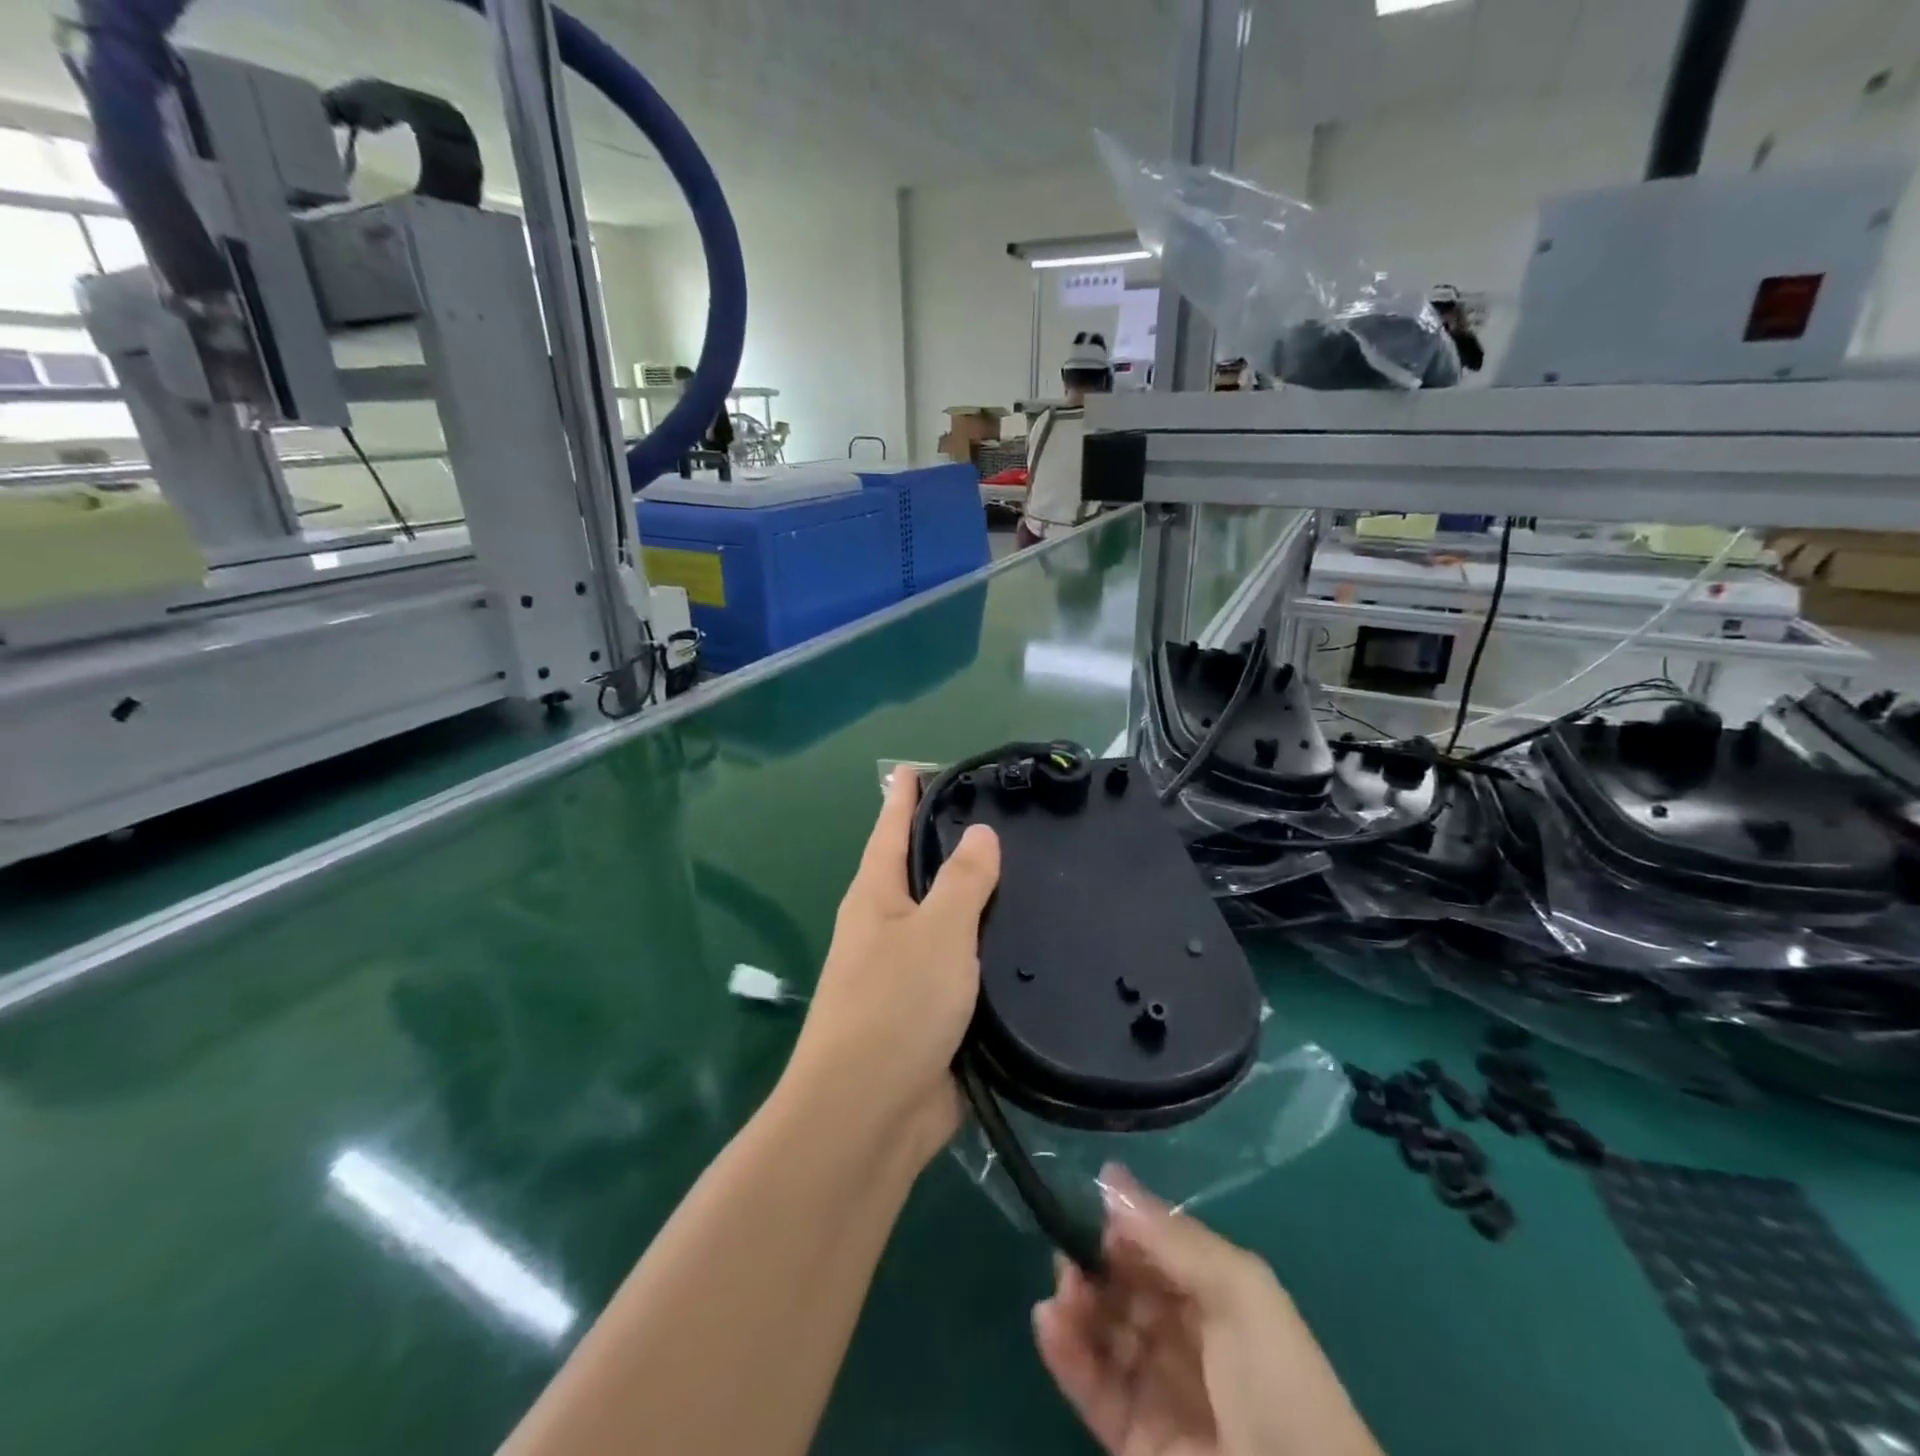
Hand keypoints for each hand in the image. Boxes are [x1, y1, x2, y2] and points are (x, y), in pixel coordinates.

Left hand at [784, 765, 1000, 1166]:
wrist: (869, 1116)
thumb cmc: (894, 1007)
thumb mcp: (936, 932)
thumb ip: (963, 881)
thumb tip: (979, 833)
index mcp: (876, 896)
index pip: (891, 828)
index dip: (905, 795)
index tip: (924, 766)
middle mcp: (887, 928)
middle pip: (922, 874)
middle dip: (955, 847)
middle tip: (1010, 819)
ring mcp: (908, 974)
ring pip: (951, 924)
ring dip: (981, 905)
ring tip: (1034, 877)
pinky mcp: (933, 1015)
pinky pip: (968, 971)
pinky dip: (993, 956)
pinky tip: (1032, 945)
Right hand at [1033, 1166, 1382, 1455]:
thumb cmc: (1279, 1388)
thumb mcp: (1239, 1292)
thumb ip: (1171, 1237)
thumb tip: (1110, 1176)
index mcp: (1219, 1298)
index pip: (1157, 1250)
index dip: (1124, 1229)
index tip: (1090, 1209)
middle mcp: (1187, 1339)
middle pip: (1125, 1289)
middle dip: (1094, 1266)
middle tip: (1069, 1258)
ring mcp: (1160, 1393)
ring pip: (1104, 1334)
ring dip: (1076, 1307)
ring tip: (1061, 1296)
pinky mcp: (1136, 1444)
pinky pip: (1094, 1389)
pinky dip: (1067, 1355)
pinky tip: (1048, 1324)